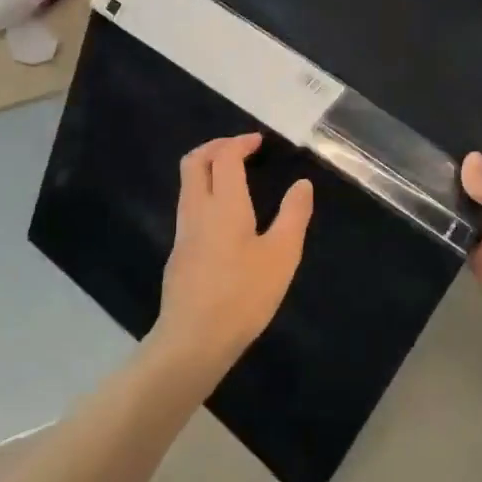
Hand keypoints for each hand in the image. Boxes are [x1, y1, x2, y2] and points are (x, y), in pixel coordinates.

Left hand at [152, 134, 313, 377]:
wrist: (193, 340)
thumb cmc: (243, 295)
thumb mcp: (282, 255)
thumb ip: (294, 215)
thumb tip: (302, 184)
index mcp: (224, 203)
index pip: (225, 157)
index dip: (240, 143)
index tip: (258, 141)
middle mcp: (197, 210)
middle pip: (194, 162)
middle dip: (215, 147)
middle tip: (239, 148)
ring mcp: (183, 233)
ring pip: (188, 185)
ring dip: (207, 170)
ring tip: (234, 177)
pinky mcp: (179, 254)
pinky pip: (189, 208)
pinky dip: (205, 194)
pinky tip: (224, 217)